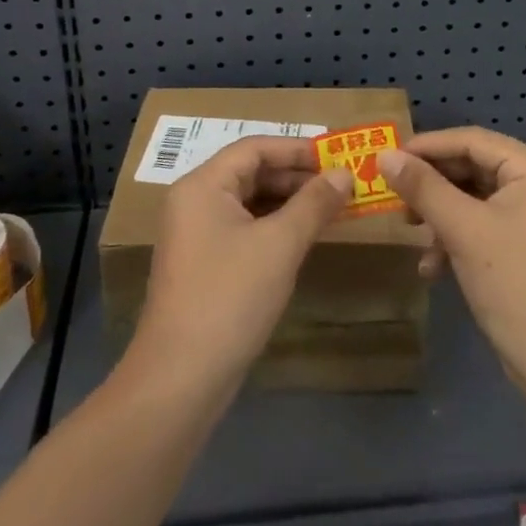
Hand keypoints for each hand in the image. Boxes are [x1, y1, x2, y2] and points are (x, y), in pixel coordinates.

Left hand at [125, 137, 352, 400]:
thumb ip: (314, 203)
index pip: (254, 148)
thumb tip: (345, 173)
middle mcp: (194, 201)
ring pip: (248, 202)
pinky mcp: (203, 264)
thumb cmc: (230, 297)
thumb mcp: (279, 245)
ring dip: (288, 202)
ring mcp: (196, 235)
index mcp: (202, 185)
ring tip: (331, 208)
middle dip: (296, 176)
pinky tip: (303, 237)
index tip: (337, 156)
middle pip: (250, 172)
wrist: (181, 377)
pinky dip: (274, 226)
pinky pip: (243, 228)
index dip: (297, 149)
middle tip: (341, 184)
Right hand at [378, 128, 525, 395]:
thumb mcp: (463, 230)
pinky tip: (433, 268)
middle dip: (433, 187)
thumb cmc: (516, 286)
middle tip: (396, 200)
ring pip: (476, 200)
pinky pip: (486, 227)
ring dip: (441, 217)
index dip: (428, 147)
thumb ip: (422, 187)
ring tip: (412, 235)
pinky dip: (458, 240)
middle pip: (474, 169)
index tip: (387, 159)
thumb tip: (384, 155)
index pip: (474, 141)